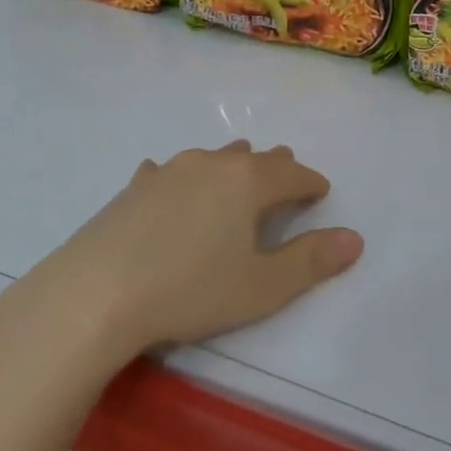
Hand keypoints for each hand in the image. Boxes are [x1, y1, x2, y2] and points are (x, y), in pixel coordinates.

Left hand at [54, 141, 362, 353]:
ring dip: (232, 166)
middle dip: (276, 169)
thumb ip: (311, 261)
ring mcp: (169, 170)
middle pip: (255, 158)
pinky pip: (169, 172)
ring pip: (213, 158)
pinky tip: (168, 185)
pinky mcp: (135, 186)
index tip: (321, 193)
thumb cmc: (190, 290)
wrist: (96, 292)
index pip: (293, 174)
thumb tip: (354, 239)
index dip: (312, 184)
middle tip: (286, 179)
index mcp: (248, 181)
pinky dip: (182, 178)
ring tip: (238, 174)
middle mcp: (212, 163)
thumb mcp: (261, 287)